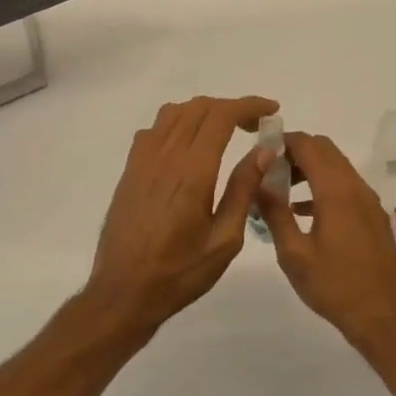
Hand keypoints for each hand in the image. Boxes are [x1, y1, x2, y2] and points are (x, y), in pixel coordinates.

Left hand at [83, 96, 279, 332]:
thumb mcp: (224, 239)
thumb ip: (243, 189)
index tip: (272, 110)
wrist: (124, 290)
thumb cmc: (180, 272)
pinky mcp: (130, 170)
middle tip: (255, 126)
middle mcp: (165, 156)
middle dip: (231, 107)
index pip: (221, 116)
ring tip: (225, 131)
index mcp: (192, 172)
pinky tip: (188, 147)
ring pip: (173, 113)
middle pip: (198, 108)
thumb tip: (264, 150)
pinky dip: (177, 124)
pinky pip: (153, 130)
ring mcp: (142, 161)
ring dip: (203, 112)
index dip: (249, 105)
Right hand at [256, 132, 395, 346]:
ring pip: (336, 167)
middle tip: (268, 170)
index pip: (308, 145)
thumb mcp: (293, 253)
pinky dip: (323, 185)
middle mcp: (356, 188)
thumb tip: (258, 181)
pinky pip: (345, 186)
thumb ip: (274, 212)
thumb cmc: (333, 286)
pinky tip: (302, 211)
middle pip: (325, 150)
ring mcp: (368, 201)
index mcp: (336, 191)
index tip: (259, 150)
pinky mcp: (373, 216)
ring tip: (279, 190)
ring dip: (309, 169)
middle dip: (295, 152)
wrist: (382, 318)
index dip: (282, 141)